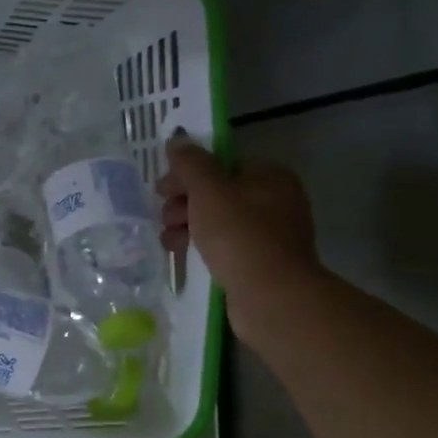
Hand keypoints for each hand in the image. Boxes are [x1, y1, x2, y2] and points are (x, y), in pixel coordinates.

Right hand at [157, 134, 320, 334]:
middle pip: (218, 192)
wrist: (271, 297)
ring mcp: (270, 234)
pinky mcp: (260, 262)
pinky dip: (201, 246)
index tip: (162, 189)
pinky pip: (224, 245)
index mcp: (269, 176)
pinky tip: (181, 254)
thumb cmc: (240, 236)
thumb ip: (191, 164)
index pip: (221, 164)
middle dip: (184, 202)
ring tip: (168, 240)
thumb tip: (177, 139)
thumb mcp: (209, 192)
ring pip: (218, 220)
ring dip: (187, 225)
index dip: (188, 173)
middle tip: (164, 216)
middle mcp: (275, 201)